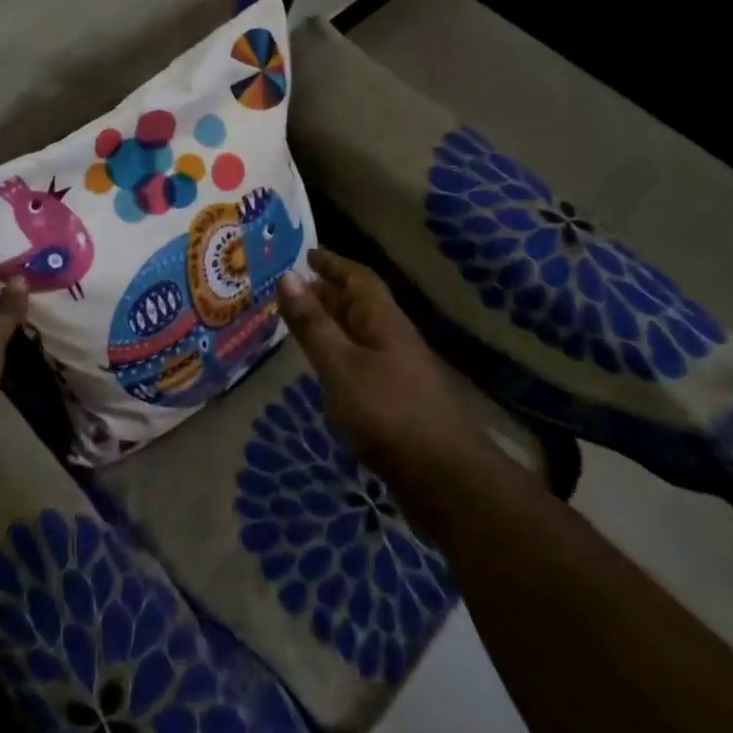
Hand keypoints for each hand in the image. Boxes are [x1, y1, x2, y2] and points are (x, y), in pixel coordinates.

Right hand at [277, 250, 495, 482]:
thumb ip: (312, 324)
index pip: (359, 279)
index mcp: (384, 321)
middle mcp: (394, 339)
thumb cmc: (387, 412)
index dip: (334, 263)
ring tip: (303, 323)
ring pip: (361, 335)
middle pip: (361, 305)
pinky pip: (362, 362)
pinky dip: (340, 355)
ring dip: (334, 324)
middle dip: (329, 292)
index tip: (307, 254)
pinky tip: (326, 370)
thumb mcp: (340, 365)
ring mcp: (399, 371)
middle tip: (295, 288)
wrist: (444, 479)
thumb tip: (288, 277)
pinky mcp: (398, 401)